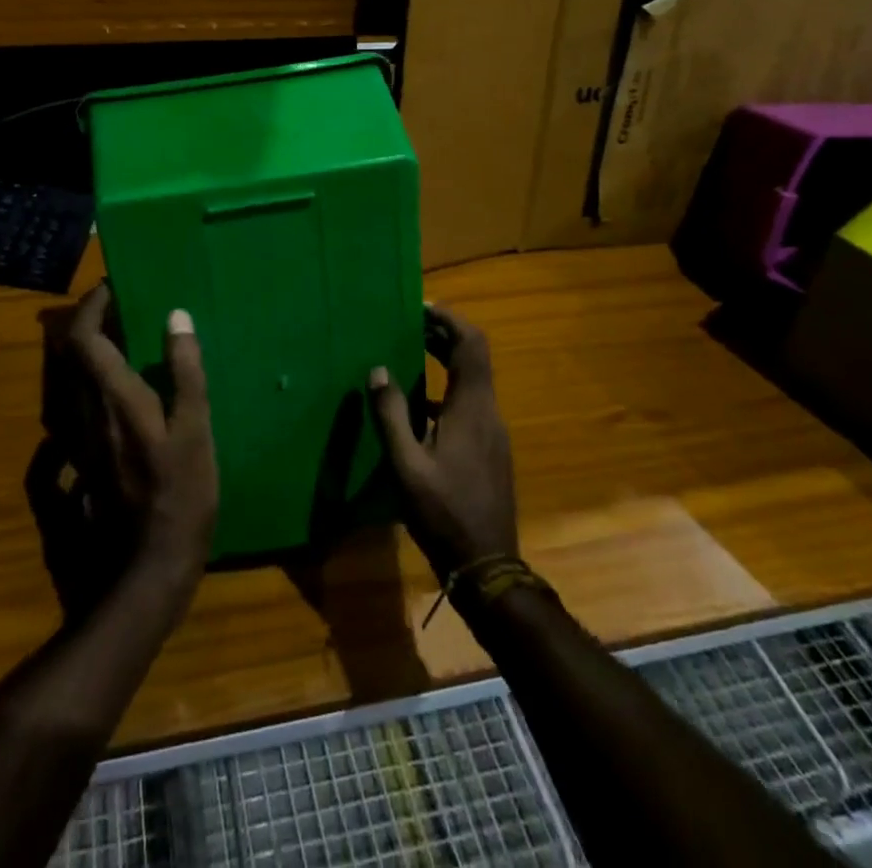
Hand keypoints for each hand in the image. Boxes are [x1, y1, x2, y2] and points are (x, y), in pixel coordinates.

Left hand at [65, 283, 218, 590]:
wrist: (148, 567)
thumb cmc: (181, 494)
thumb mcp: (195, 430)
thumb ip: (186, 371)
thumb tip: (175, 316)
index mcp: (114, 398)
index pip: (85, 337)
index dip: (93, 306)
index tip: (114, 286)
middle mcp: (87, 413)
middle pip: (72, 355)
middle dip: (90, 322)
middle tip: (121, 307)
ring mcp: (80, 440)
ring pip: (73, 380)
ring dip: (90, 351)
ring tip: (123, 339)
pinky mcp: (82, 461)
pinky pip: (76, 407)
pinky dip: (90, 383)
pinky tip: (112, 388)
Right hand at [369, 305, 517, 580]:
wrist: (487, 565)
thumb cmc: (443, 513)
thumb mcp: (406, 465)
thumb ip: (391, 415)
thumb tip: (378, 370)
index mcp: (472, 408)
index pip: (471, 344)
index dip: (450, 320)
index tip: (421, 307)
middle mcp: (489, 412)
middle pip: (473, 357)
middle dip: (443, 335)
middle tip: (408, 324)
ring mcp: (493, 432)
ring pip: (473, 380)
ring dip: (445, 360)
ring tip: (409, 354)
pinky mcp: (490, 449)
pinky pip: (470, 402)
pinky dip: (447, 387)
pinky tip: (420, 405)